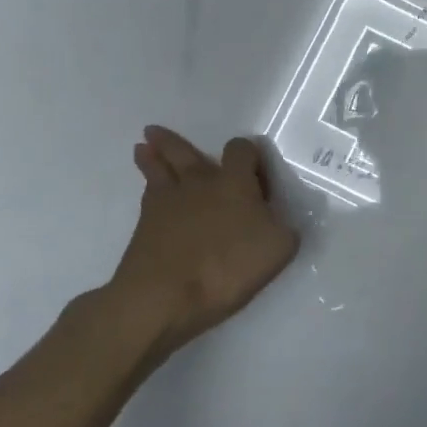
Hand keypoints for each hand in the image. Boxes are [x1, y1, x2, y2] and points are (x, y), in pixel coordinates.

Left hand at [107, 127, 298, 354]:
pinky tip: (149, 187)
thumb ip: (284, 226)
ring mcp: (168, 201)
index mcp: (235, 183)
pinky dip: (148, 186)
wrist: (164, 296)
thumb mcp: (278, 248)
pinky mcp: (145, 225)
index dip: (249, 154)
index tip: (256, 168)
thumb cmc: (227, 267)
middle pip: (186, 152)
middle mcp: (200, 182)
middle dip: (175, 142)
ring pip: (160, 169)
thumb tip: (278, 217)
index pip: (241, 150)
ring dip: (153, 156)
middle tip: (158, 131)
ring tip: (142, 146)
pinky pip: (148, 195)